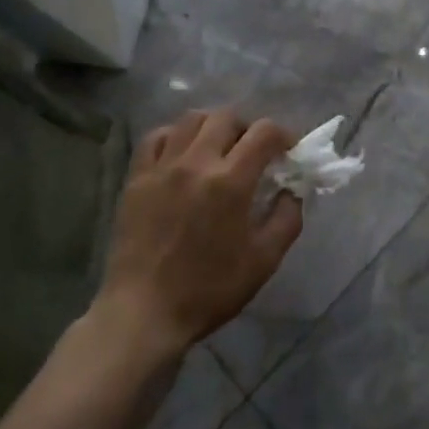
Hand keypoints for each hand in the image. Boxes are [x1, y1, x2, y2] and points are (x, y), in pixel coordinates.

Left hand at [96, 108, 302, 355]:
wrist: (144, 312)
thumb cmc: (208, 290)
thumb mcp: (263, 261)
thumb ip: (286, 219)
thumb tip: (292, 191)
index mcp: (231, 181)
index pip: (264, 132)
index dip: (282, 135)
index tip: (286, 151)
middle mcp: (197, 162)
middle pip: (226, 117)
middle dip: (246, 127)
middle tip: (251, 150)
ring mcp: (163, 166)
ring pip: (191, 119)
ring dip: (212, 125)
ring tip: (217, 147)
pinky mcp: (137, 177)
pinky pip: (156, 137)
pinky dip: (174, 136)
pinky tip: (181, 153)